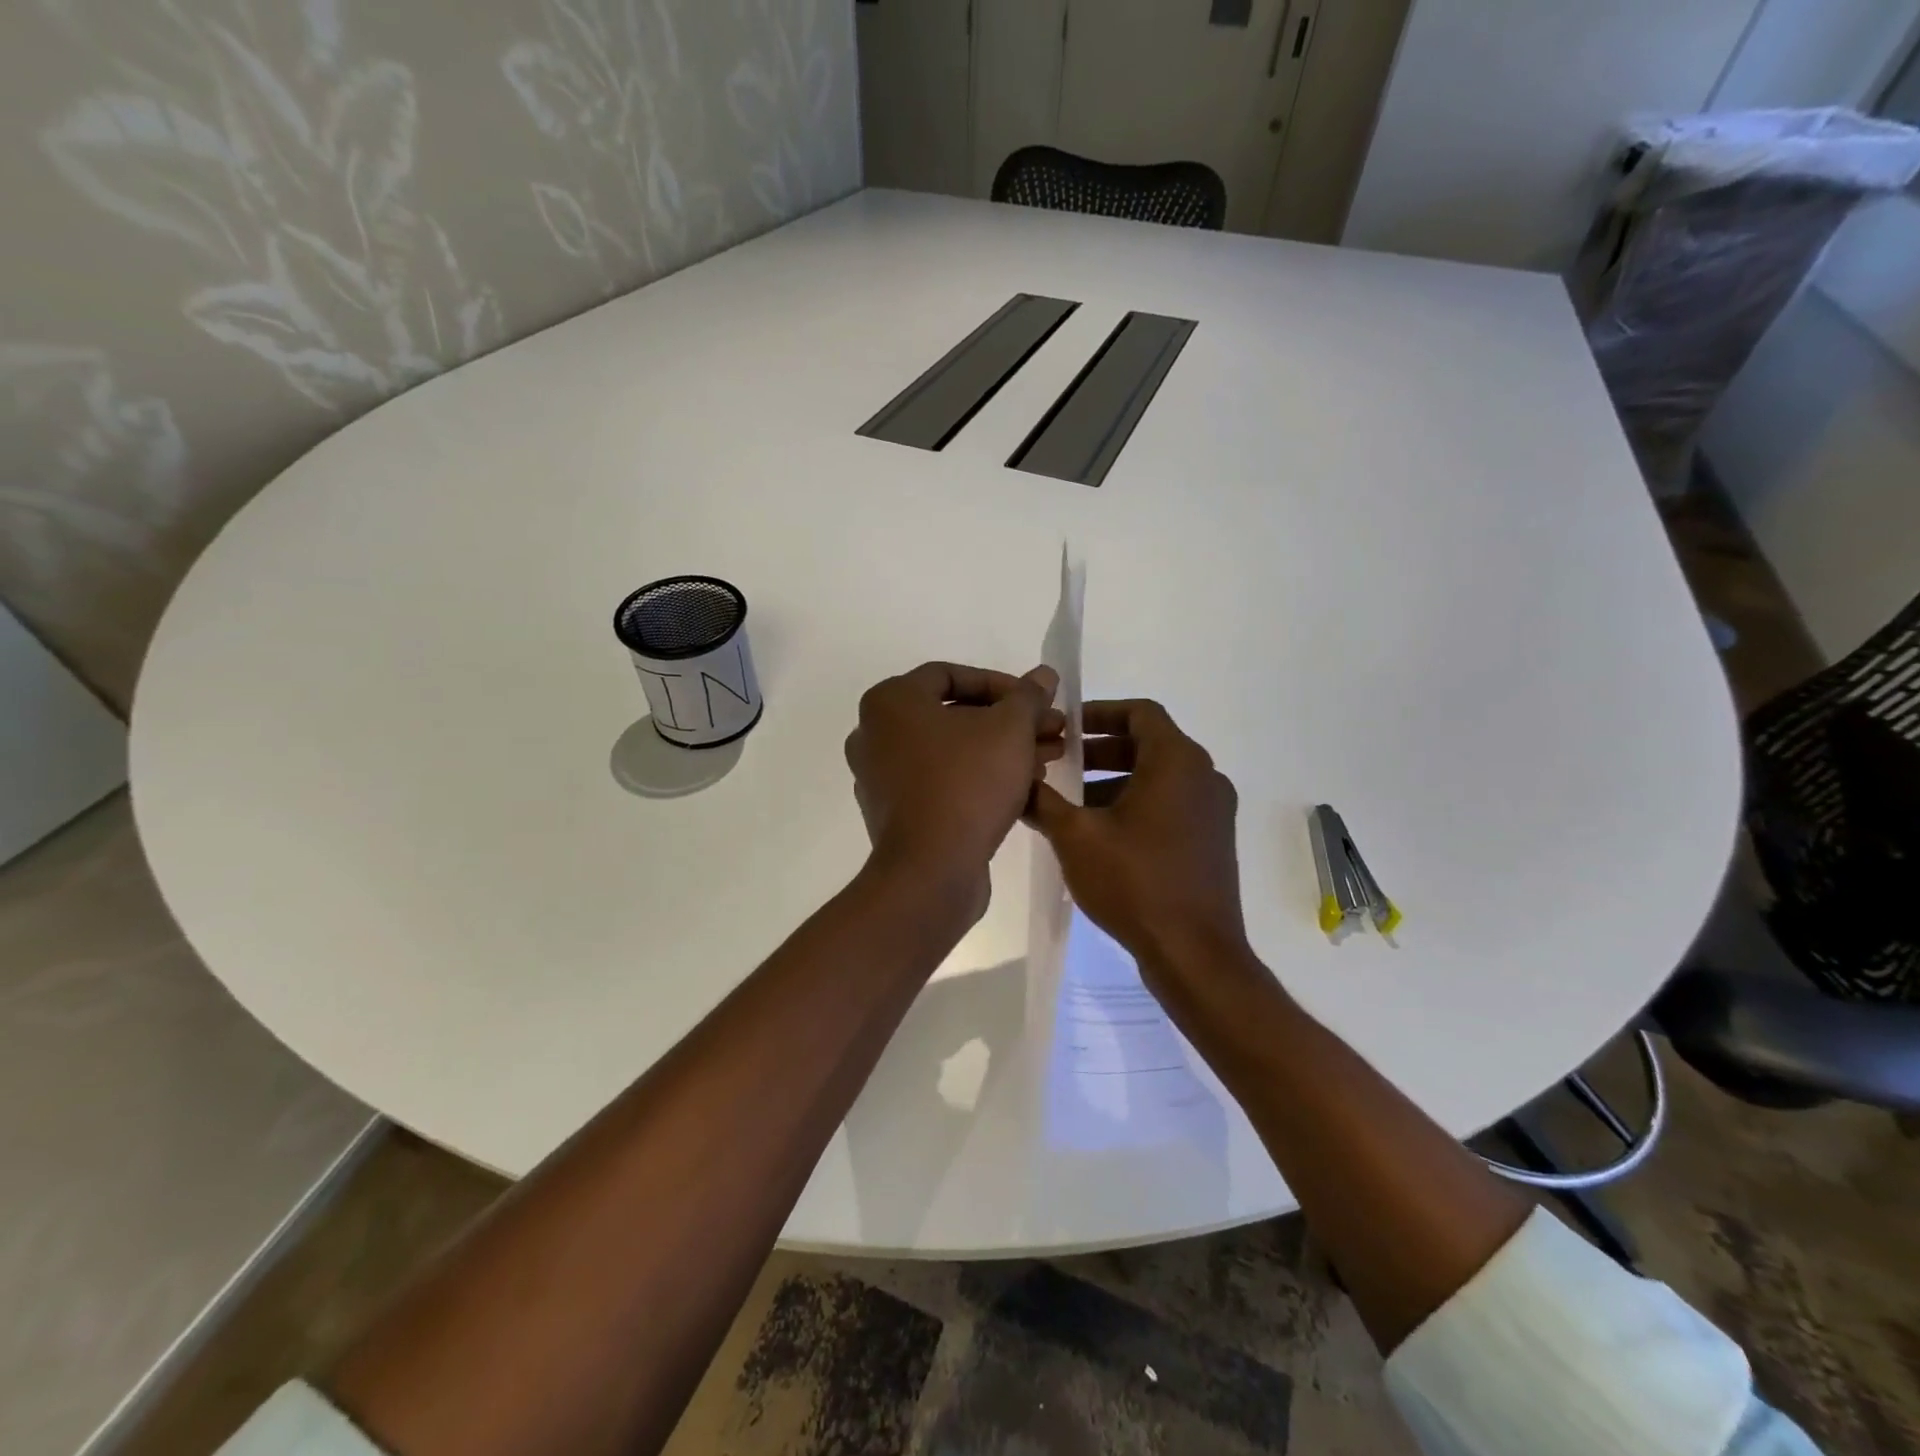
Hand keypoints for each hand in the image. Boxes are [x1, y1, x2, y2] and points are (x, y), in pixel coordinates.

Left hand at [845, 662, 1063, 898]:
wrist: (931, 870)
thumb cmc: (967, 782)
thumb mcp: (1010, 729)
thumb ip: (1027, 697)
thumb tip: (1044, 675)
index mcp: (890, 702)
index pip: (951, 675)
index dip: (1001, 684)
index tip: (1036, 701)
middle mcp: (874, 734)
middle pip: (953, 715)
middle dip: (1008, 722)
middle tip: (1051, 731)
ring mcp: (881, 777)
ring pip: (952, 751)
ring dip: (1001, 750)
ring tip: (1048, 759)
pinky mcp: (895, 814)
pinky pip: (941, 782)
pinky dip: (978, 778)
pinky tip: (1022, 787)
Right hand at [1028, 699, 1247, 980]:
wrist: (1195, 953)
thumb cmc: (1135, 882)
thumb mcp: (1076, 836)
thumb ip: (1044, 801)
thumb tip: (1019, 783)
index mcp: (1177, 761)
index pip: (1140, 712)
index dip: (1099, 712)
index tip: (1066, 728)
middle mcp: (1204, 776)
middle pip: (1148, 744)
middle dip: (1100, 751)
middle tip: (1060, 763)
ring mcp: (1213, 811)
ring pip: (1159, 777)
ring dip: (1115, 781)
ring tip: (1072, 803)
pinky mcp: (1212, 841)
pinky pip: (1171, 805)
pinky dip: (1137, 804)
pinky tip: (1101, 835)